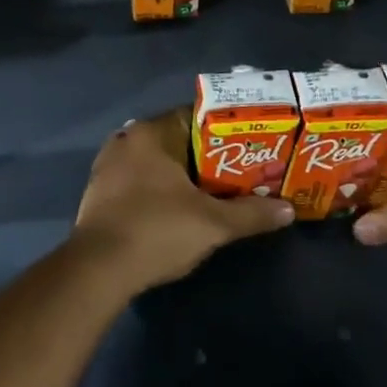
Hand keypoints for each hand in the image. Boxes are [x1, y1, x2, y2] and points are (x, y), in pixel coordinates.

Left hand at [73, 109, 293, 292]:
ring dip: (181, 175)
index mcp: (150, 133)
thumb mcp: (213, 224)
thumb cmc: (157, 231)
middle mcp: (125, 140)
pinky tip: (177, 209)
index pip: (195, 116)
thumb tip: (288, 210)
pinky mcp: (98, 193)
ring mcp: (107, 166)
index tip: (249, 146)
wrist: (98, 270)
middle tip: (238, 171)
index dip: (225, 130)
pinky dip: (158, 190)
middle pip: (175, 140)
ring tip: (213, 192)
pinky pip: (137, 181)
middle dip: (205, 156)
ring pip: (155, 162)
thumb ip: (251, 213)